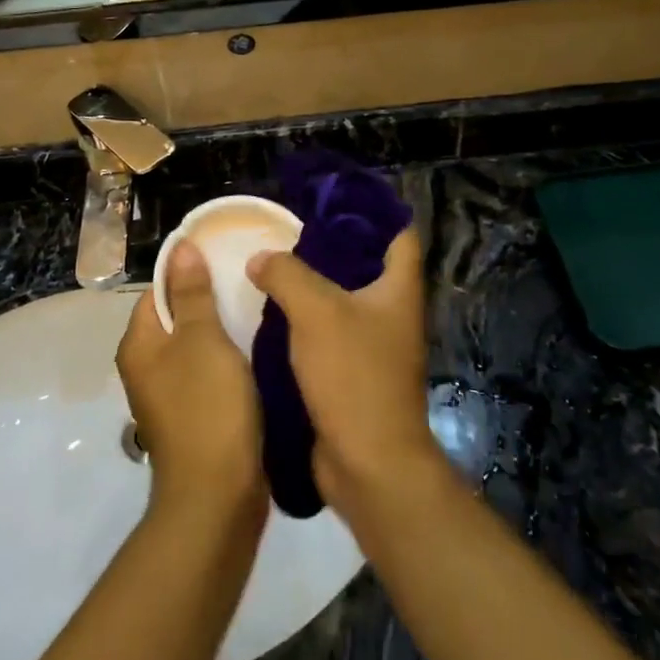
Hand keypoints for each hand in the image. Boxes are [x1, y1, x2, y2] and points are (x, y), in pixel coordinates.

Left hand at [118, 244, 265, 522]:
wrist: (217, 498)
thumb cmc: (207, 408)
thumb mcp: (203, 340)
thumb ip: (192, 294)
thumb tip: (180, 248)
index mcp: (139, 345)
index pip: (158, 291)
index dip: (189, 273)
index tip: (227, 261)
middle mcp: (146, 368)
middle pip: (176, 318)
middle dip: (210, 301)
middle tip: (249, 284)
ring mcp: (168, 396)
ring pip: (195, 347)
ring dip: (222, 332)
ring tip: (259, 312)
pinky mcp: (193, 417)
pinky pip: (207, 374)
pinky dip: (228, 361)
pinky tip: (257, 352)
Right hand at [246, 231, 436, 522]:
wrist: (368, 463)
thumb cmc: (353, 376)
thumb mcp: (316, 312)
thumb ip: (286, 274)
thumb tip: (261, 260)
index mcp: (398, 288)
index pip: (398, 231)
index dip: (371, 208)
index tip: (330, 195)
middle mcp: (391, 311)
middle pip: (364, 263)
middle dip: (328, 244)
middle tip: (287, 228)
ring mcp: (372, 344)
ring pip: (340, 298)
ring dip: (310, 283)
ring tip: (270, 264)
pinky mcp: (350, 372)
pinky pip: (325, 331)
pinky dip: (301, 319)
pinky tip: (267, 312)